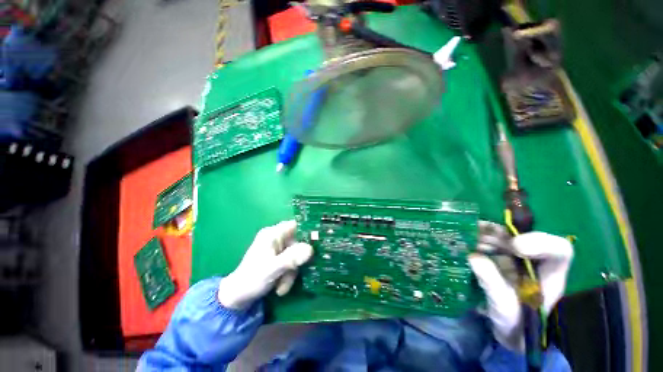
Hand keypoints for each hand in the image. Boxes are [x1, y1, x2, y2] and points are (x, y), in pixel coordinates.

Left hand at [217, 220, 313, 309]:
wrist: (236, 299)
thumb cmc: (251, 280)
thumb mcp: (272, 269)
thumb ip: (291, 258)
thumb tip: (311, 249)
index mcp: (272, 235)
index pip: (295, 225)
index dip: (307, 232)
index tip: (316, 243)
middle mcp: (275, 239)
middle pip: (297, 243)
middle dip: (296, 261)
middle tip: (292, 274)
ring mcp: (276, 249)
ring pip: (295, 255)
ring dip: (291, 272)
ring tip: (282, 287)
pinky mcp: (277, 259)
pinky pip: (290, 262)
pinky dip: (288, 275)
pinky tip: (280, 287)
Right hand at [468, 232, 572, 350]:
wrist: (508, 330)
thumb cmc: (515, 325)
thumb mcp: (505, 310)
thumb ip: (493, 285)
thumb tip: (473, 257)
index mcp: (549, 275)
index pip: (558, 251)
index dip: (540, 242)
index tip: (515, 246)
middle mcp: (534, 261)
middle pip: (522, 237)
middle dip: (499, 233)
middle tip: (477, 232)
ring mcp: (515, 259)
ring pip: (503, 237)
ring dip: (484, 234)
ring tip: (466, 235)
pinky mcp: (499, 259)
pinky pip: (489, 243)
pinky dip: (476, 239)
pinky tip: (465, 240)